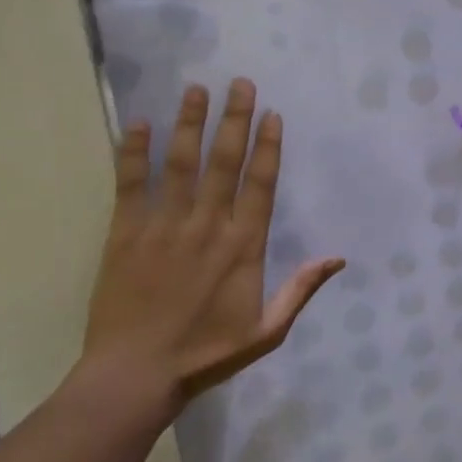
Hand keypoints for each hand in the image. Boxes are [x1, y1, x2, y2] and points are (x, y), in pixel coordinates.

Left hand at [82, 79, 342, 421]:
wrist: (134, 377)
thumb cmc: (206, 354)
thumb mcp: (267, 331)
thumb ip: (301, 290)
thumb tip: (338, 258)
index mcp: (244, 247)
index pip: (260, 184)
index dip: (268, 147)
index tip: (272, 115)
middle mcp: (207, 226)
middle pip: (224, 162)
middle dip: (234, 120)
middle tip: (240, 83)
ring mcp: (164, 227)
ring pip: (181, 164)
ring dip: (189, 124)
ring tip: (196, 89)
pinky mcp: (124, 235)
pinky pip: (130, 185)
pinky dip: (133, 153)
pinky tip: (136, 123)